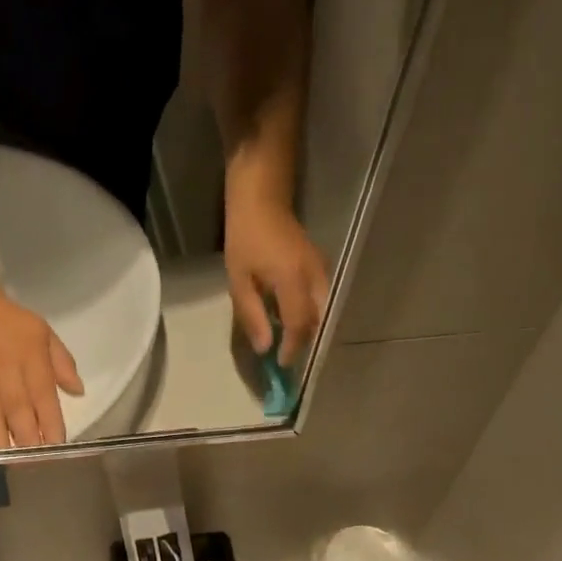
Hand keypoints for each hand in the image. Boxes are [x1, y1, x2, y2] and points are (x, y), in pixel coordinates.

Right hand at [0, 286, 83, 449]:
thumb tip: (78, 392)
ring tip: (7, 462)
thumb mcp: (43, 332)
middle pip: (18, 411)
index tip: (57, 447)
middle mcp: (6, 371)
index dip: (51, 424)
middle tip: (34, 465)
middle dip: (27, 441)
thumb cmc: (10, 321)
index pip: (44, 397)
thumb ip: (62, 363)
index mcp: (31, 360)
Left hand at [225, 195, 329, 367]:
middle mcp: (314, 276)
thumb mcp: (239, 279)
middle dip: (302, 340)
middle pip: (316, 320)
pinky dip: (309, 311)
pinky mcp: (320, 263)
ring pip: (322, 308)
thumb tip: (264, 347)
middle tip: (284, 354)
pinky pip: (321, 296)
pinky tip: (291, 315)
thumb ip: (252, 314)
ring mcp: (321, 268)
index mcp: (293, 280)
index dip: (291, 347)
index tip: (281, 363)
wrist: (262, 198)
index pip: (299, 325)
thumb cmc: (245, 237)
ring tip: (287, 338)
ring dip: (307, 327)